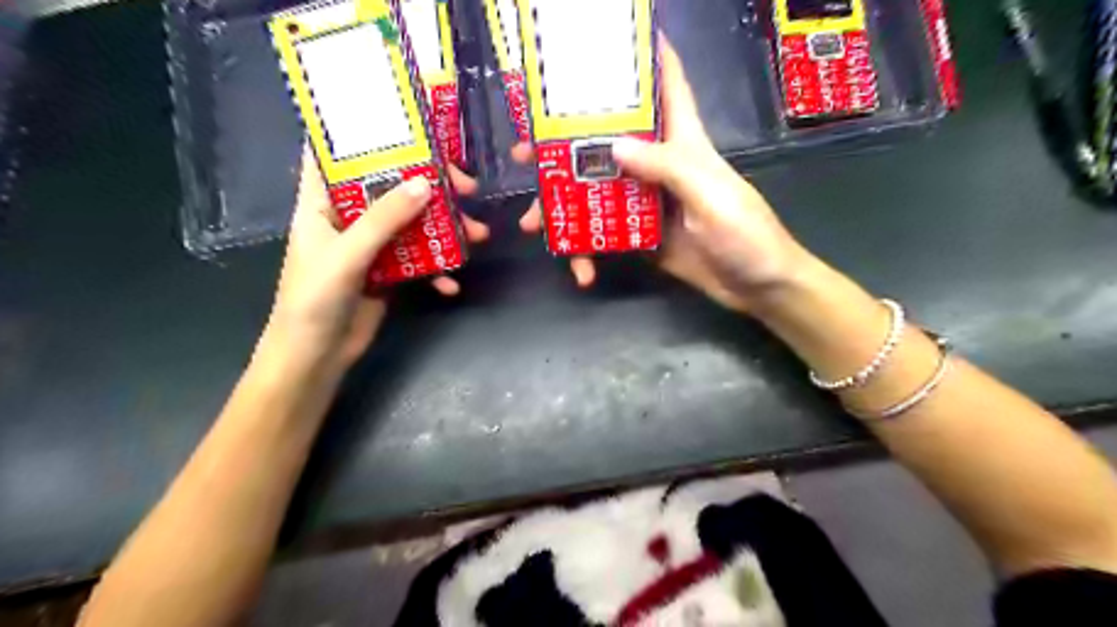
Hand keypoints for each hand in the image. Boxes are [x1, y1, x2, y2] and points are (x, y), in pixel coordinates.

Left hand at [266, 148, 489, 370]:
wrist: (315, 358)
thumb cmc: (313, 301)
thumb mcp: (346, 255)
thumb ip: (384, 220)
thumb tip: (425, 184)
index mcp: (322, 202)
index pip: (338, 153)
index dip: (366, 134)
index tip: (408, 126)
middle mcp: (349, 217)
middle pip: (391, 187)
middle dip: (430, 185)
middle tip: (466, 187)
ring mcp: (372, 245)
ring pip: (413, 223)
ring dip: (446, 229)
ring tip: (479, 236)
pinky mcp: (390, 272)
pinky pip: (420, 259)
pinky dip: (438, 269)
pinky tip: (451, 284)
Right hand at [516, 39, 813, 313]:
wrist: (757, 287)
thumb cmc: (746, 234)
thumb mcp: (711, 196)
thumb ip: (666, 169)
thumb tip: (613, 145)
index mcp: (683, 142)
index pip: (667, 84)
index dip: (644, 56)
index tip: (605, 41)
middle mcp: (659, 165)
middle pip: (607, 142)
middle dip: (565, 144)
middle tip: (526, 154)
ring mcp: (645, 203)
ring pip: (596, 192)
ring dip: (563, 206)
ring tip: (533, 223)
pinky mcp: (640, 236)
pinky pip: (604, 236)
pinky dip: (588, 252)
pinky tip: (581, 271)